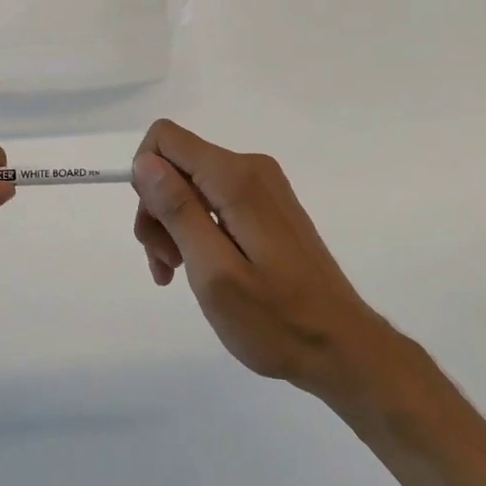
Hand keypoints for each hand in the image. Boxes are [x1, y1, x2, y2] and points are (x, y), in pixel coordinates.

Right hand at [130, 119, 407, 408]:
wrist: (341, 346)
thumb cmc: (275, 319)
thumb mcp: (214, 272)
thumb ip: (178, 211)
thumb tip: (145, 161)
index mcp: (236, 178)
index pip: (165, 139)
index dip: (144, 178)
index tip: (154, 229)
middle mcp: (250, 167)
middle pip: (176, 164)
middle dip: (158, 210)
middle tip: (165, 264)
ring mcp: (262, 186)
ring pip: (192, 185)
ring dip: (173, 225)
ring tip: (177, 274)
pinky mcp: (267, 206)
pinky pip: (214, 200)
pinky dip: (196, 230)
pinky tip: (198, 269)